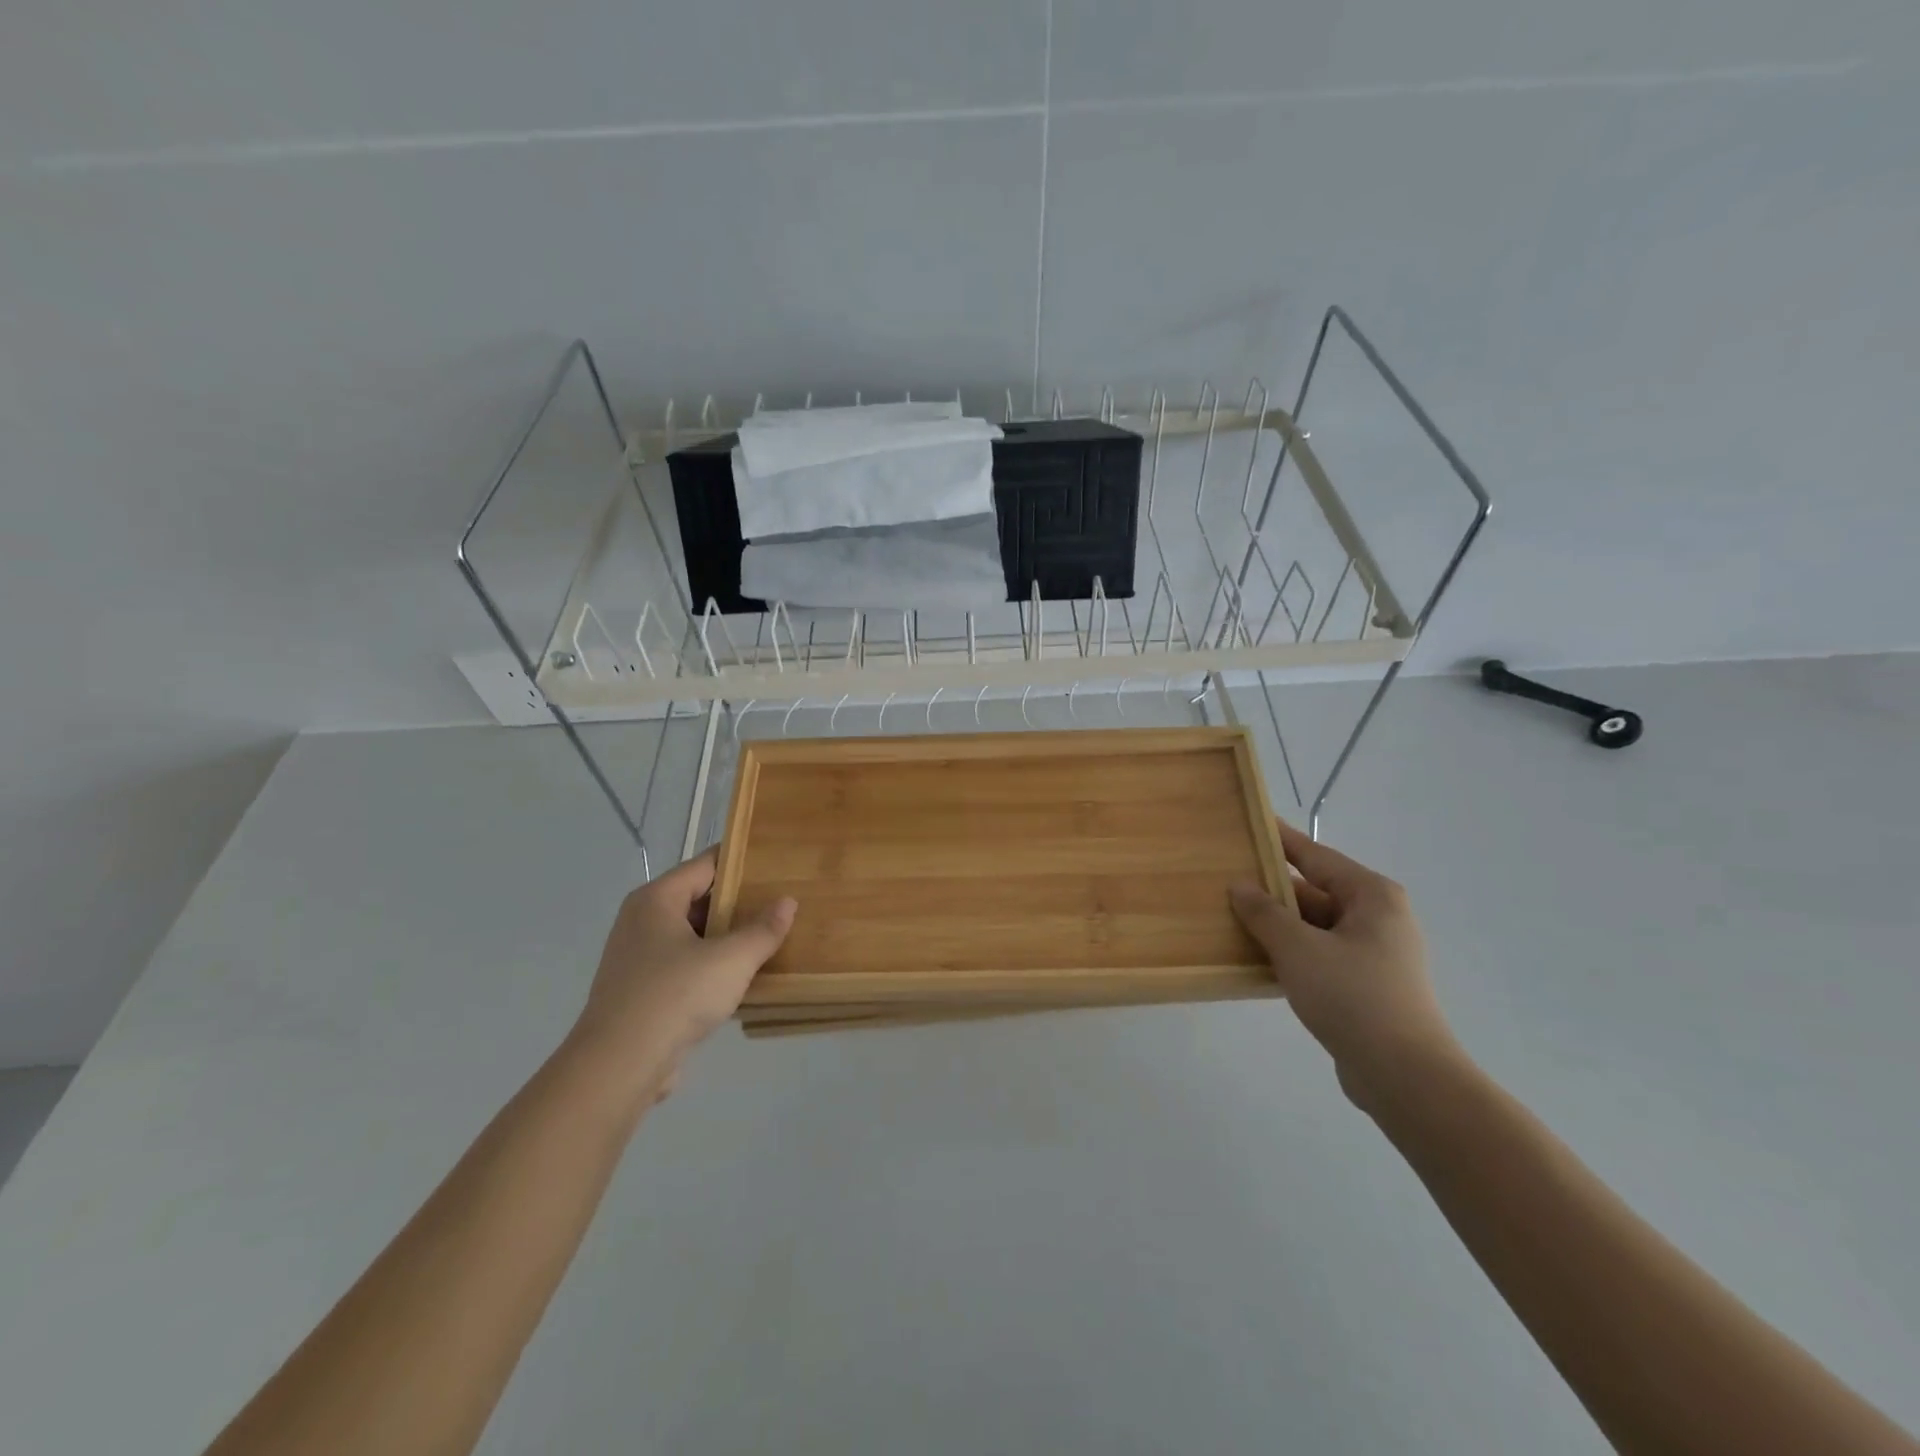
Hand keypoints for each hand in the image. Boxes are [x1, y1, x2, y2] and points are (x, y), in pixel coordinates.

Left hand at [562, 850, 795, 1109]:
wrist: (620, 1066)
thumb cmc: (675, 995)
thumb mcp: (731, 959)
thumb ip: (763, 930)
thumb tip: (787, 902)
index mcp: (656, 900)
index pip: (705, 865)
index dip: (740, 861)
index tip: (775, 861)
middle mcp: (642, 922)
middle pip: (698, 900)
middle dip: (738, 902)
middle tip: (780, 901)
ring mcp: (638, 959)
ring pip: (692, 936)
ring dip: (727, 938)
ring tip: (769, 937)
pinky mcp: (642, 993)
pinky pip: (684, 967)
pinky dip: (711, 966)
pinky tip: (743, 977)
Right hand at [1230, 822, 1461, 1112]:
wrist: (1404, 1076)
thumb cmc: (1352, 996)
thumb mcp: (1298, 948)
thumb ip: (1264, 912)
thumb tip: (1239, 885)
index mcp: (1371, 895)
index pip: (1314, 855)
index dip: (1279, 839)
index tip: (1249, 823)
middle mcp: (1377, 917)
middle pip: (1313, 891)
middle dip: (1271, 890)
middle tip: (1225, 881)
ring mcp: (1374, 953)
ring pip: (1314, 926)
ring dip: (1278, 925)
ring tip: (1230, 918)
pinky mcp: (1366, 984)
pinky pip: (1320, 954)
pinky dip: (1291, 952)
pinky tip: (1256, 958)